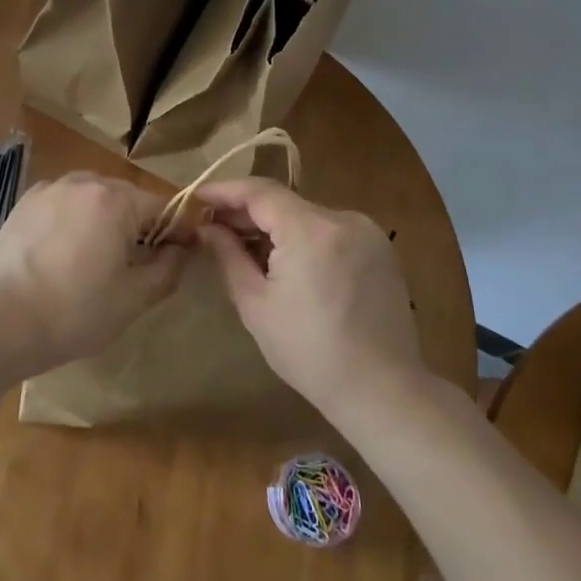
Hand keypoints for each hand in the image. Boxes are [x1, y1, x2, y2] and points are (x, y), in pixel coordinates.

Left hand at [0, 172, 187, 369]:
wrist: (2, 320)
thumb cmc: (76, 311)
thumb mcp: (134, 298)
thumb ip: (168, 268)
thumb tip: (181, 249)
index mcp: (115, 199)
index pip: (162, 207)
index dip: (176, 231)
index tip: (181, 255)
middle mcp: (84, 181)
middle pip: (126, 198)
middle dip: (138, 225)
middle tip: (137, 263)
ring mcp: (50, 189)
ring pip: (93, 197)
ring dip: (104, 219)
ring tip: (96, 258)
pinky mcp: (25, 202)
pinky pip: (64, 203)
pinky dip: (73, 219)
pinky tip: (64, 252)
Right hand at [198, 178, 422, 413]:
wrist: (382, 390)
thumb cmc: (309, 352)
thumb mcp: (256, 305)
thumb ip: (228, 256)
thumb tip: (208, 227)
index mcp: (310, 230)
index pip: (259, 191)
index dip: (225, 190)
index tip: (197, 198)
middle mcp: (343, 218)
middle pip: (284, 202)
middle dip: (248, 212)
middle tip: (215, 228)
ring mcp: (366, 231)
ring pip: (307, 215)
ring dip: (276, 226)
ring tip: (248, 249)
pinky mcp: (380, 248)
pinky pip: (330, 230)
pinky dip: (304, 237)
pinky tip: (289, 264)